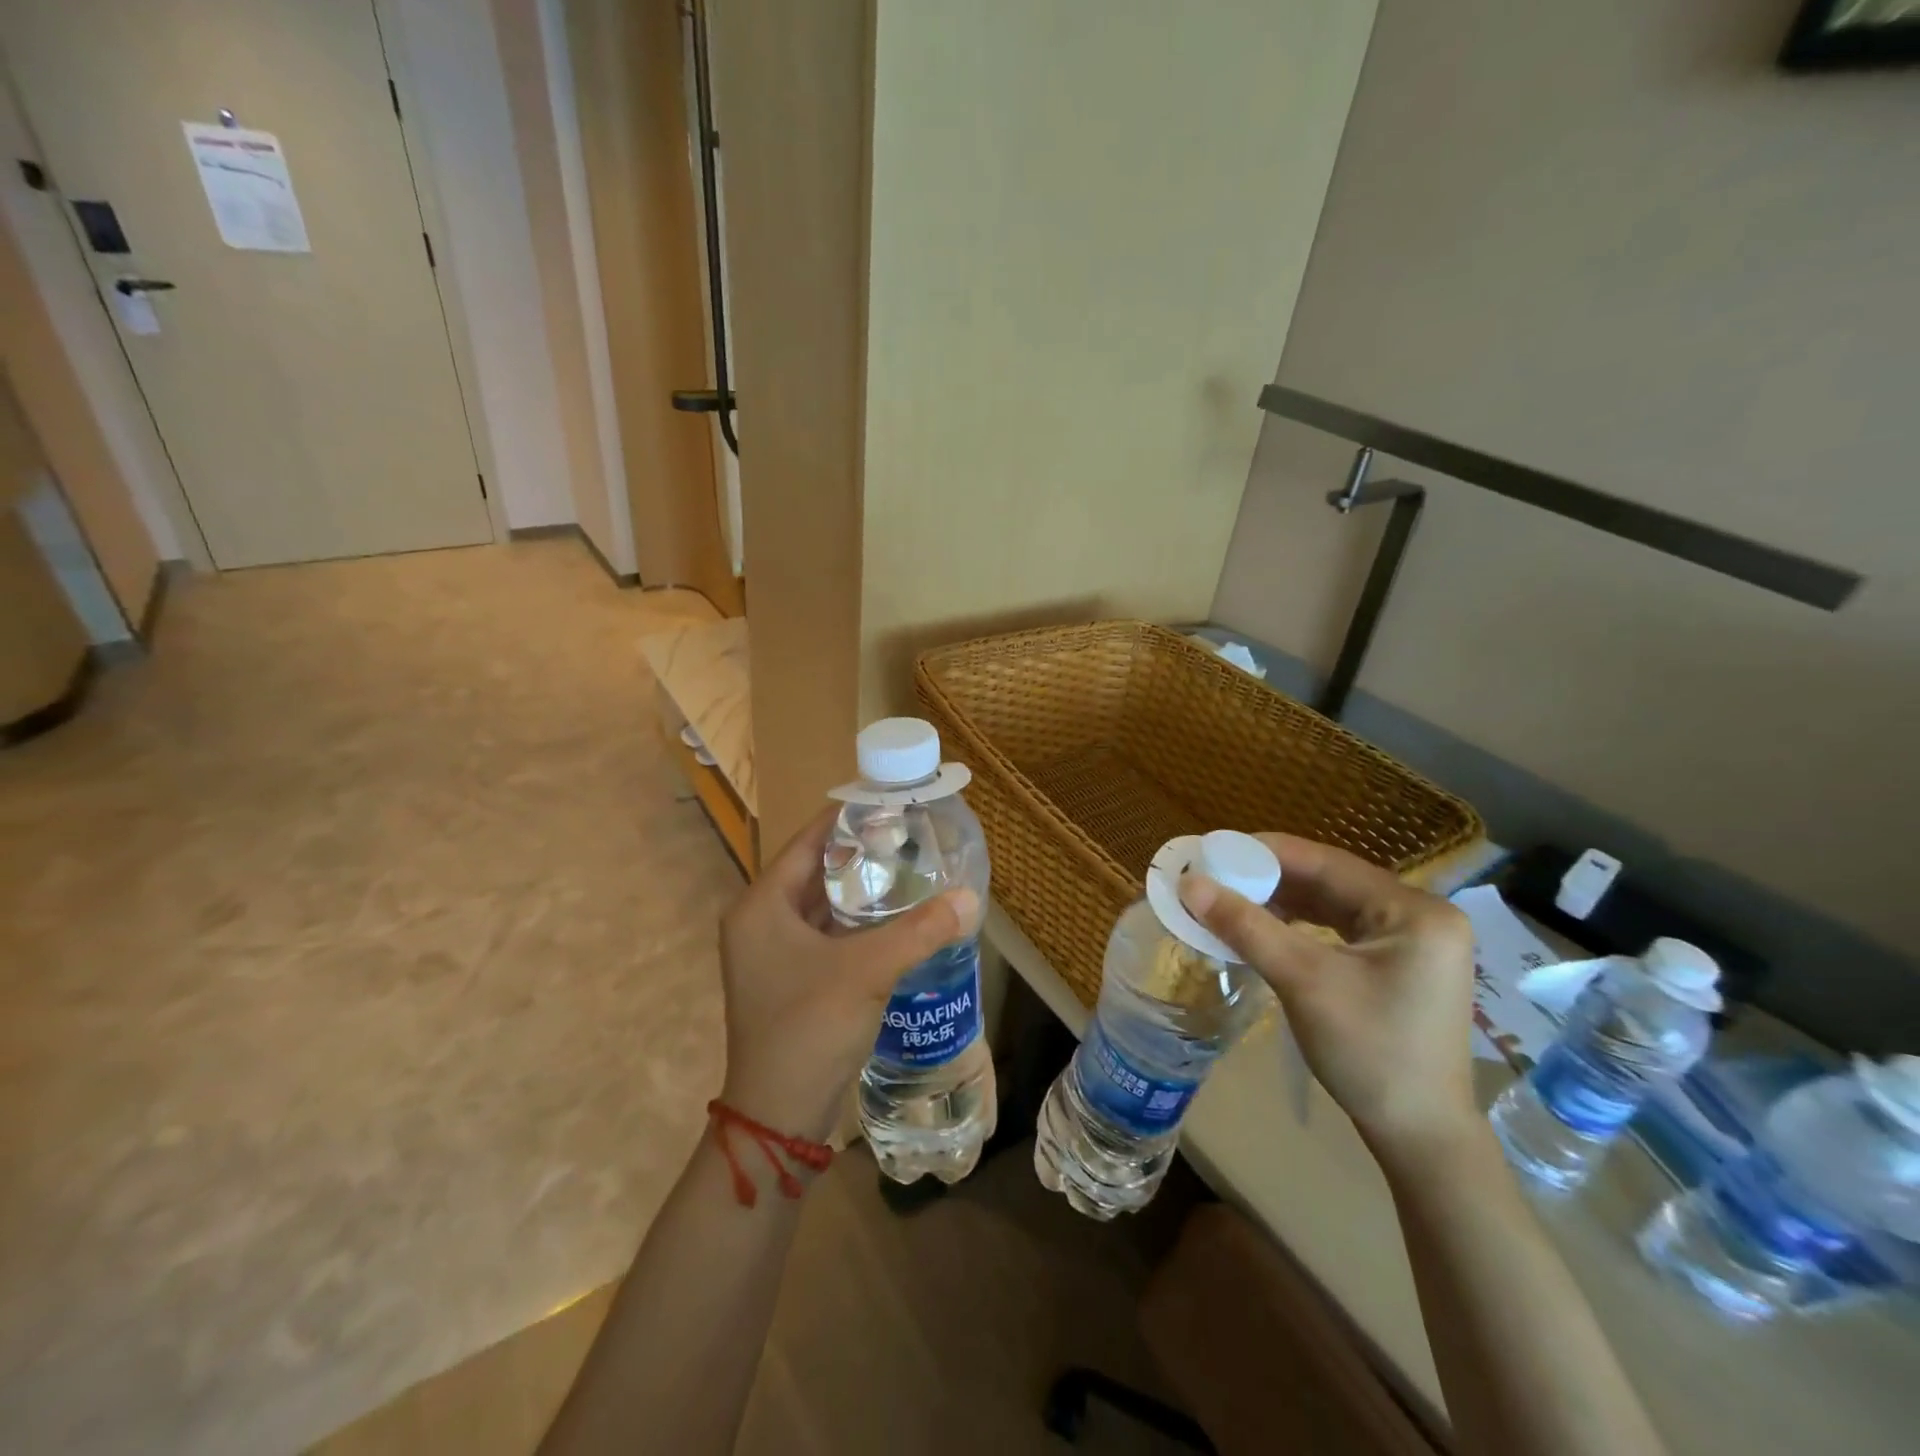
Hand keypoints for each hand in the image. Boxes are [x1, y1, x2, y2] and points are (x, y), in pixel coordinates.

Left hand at [718, 807, 977, 1142]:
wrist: (778, 1116)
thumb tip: (970, 898)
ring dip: (859, 890)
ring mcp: (772, 955)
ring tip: (907, 868)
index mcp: (761, 906)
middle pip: (814, 872)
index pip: (806, 843)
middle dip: (859, 854)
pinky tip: (894, 918)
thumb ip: (919, 930)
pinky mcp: (790, 980)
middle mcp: (760, 922)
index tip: (887, 802)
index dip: (845, 820)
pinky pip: (826, 935)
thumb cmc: (809, 1027)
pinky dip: (856, 923)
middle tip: (907, 835)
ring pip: (821, 906)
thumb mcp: (867, 971)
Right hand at [1179, 834, 1478, 1166]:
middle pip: (1330, 880)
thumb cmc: (1369, 1054)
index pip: (1326, 862)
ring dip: (1281, 900)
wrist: (1420, 1137)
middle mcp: (1421, 915)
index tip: (1212, 851)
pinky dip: (1300, 924)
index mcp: (1414, 910)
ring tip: (1231, 898)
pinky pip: (1341, 927)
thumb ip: (1246, 926)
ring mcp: (1414, 940)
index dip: (1264, 852)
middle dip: (1269, 878)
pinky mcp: (1401, 963)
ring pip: (1333, 903)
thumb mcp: (1302, 981)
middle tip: (1215, 876)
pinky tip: (1266, 926)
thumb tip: (1189, 884)